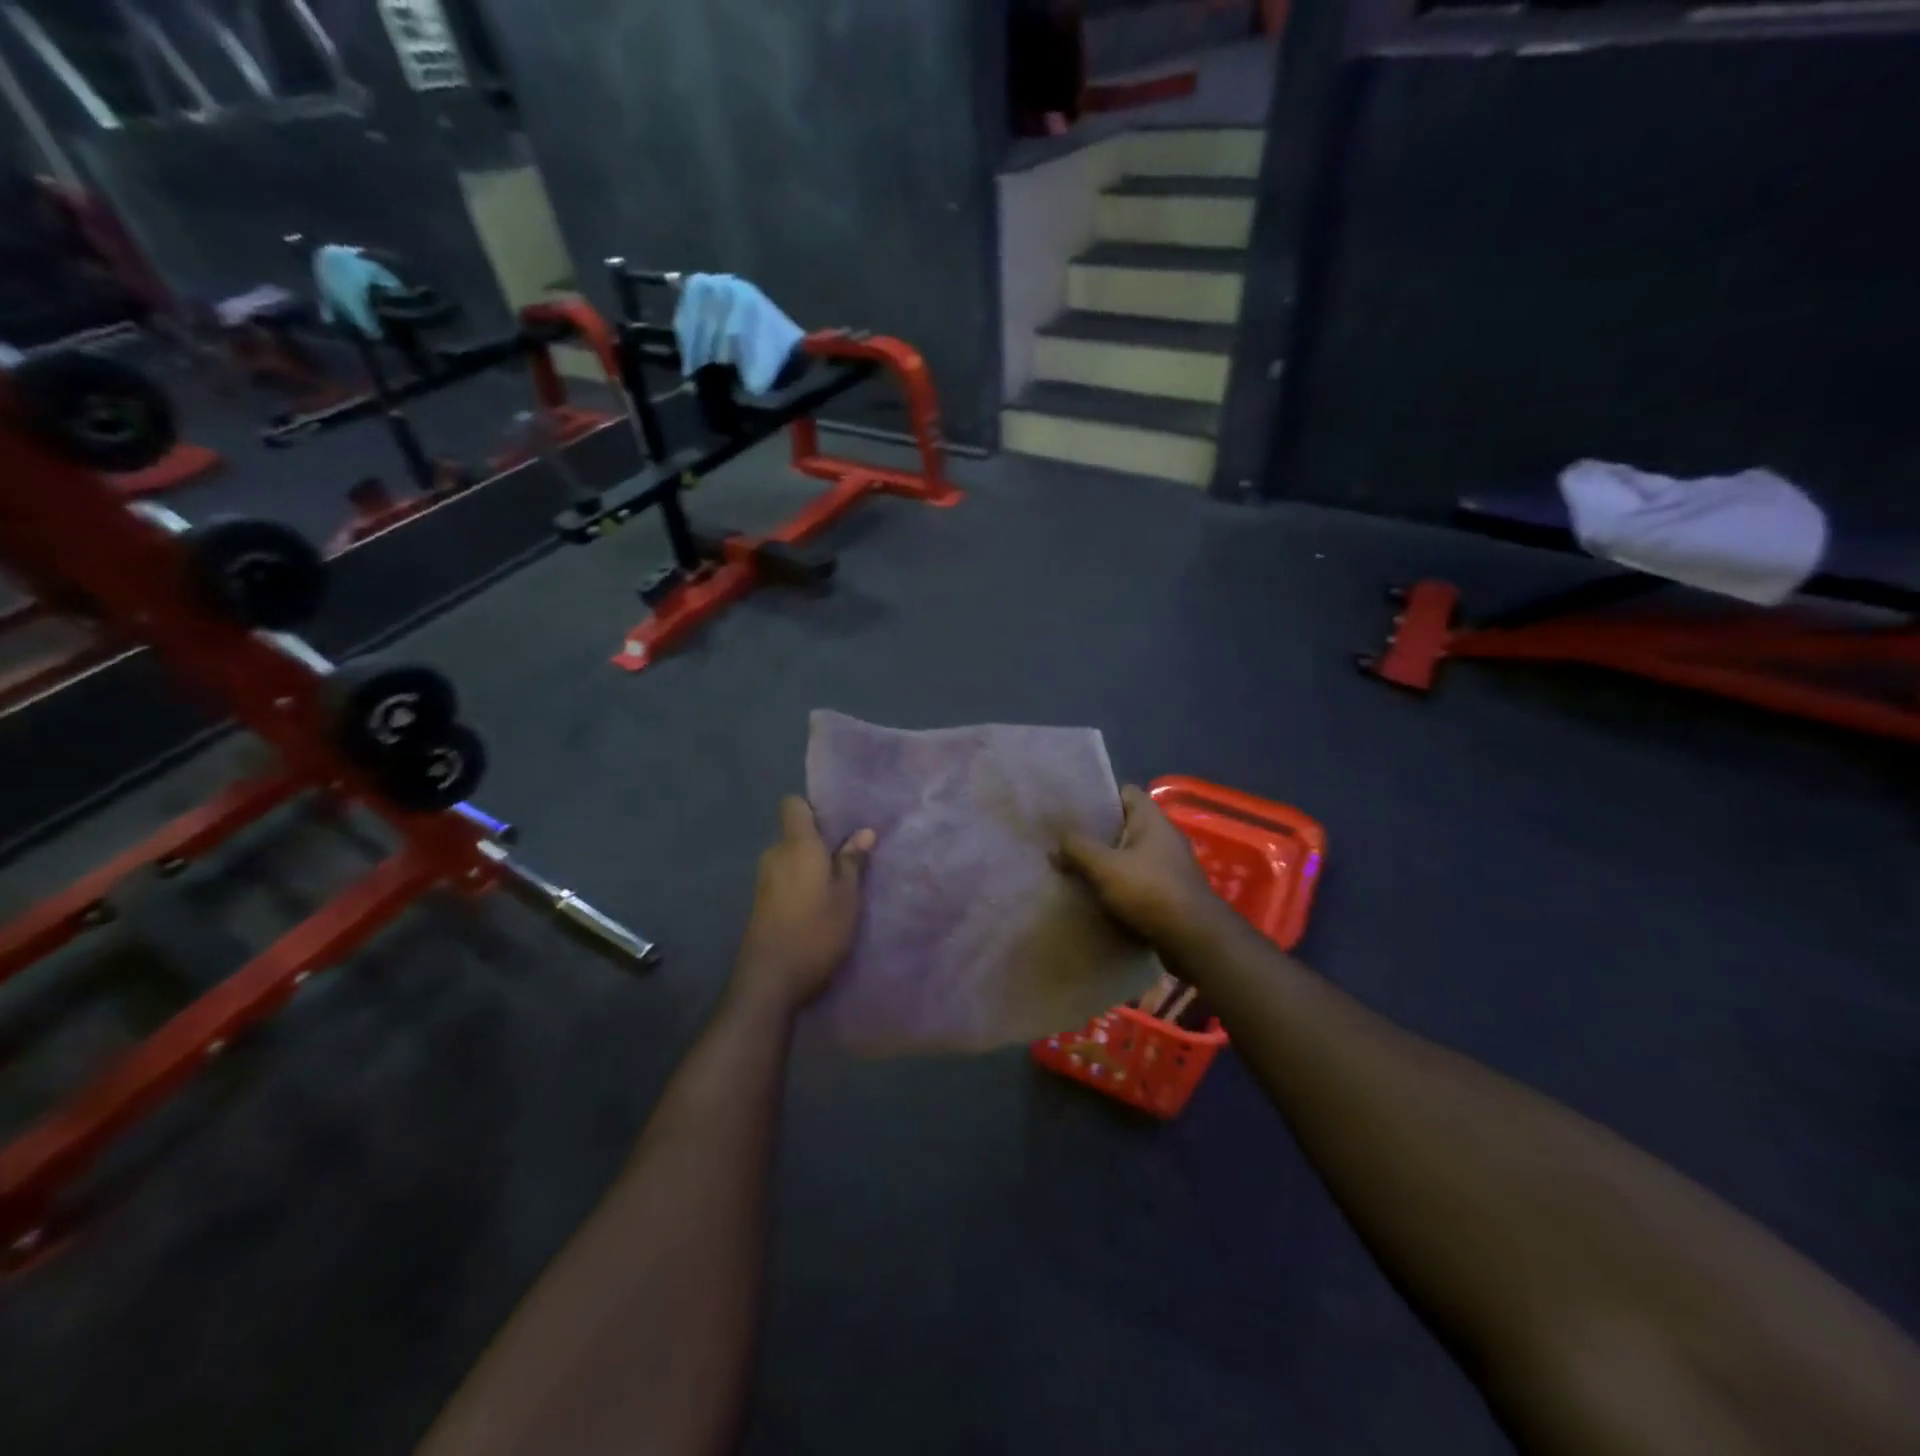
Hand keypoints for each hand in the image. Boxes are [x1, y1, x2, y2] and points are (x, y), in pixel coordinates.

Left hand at [732, 797, 874, 1015]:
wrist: (769, 981)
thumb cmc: (815, 932)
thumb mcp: (847, 897)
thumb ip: (853, 862)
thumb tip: (864, 831)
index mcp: (796, 845)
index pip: (793, 805)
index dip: (814, 809)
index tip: (838, 824)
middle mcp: (775, 855)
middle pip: (795, 834)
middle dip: (819, 843)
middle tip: (851, 859)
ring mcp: (764, 881)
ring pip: (791, 860)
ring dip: (811, 868)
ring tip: (839, 887)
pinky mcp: (761, 905)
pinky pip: (785, 880)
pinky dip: (801, 886)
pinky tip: (819, 907)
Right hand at [1056, 785, 1224, 948]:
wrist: (1193, 939)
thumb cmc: (1149, 891)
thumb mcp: (1104, 867)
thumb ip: (1077, 849)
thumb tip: (1055, 845)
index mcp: (1152, 820)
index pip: (1125, 792)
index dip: (1101, 797)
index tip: (1075, 810)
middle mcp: (1165, 837)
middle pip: (1126, 825)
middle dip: (1099, 834)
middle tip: (1068, 842)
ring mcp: (1171, 865)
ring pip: (1132, 855)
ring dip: (1108, 862)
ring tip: (1078, 869)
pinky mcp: (1172, 892)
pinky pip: (1140, 880)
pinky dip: (1121, 885)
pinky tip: (1100, 896)